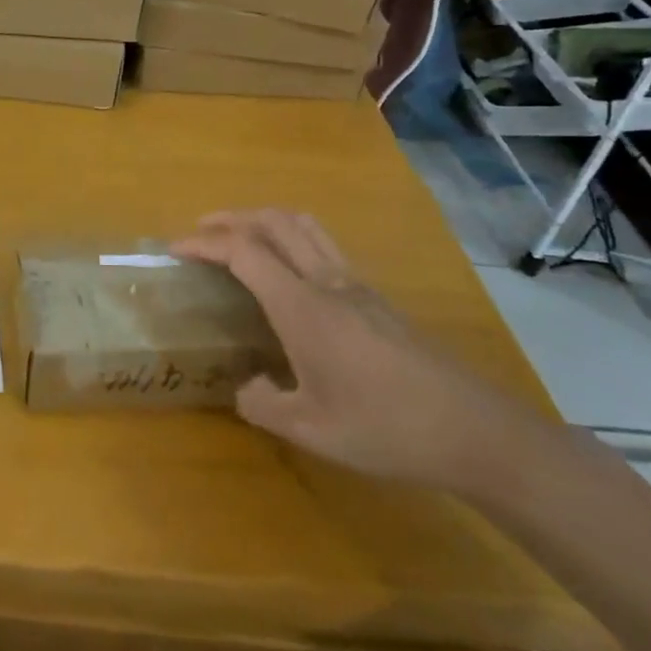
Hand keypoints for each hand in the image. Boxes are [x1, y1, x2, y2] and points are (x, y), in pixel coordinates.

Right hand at [173, 210, 548, 493]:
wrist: (475, 432)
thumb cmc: (385, 428)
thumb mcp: (310, 429)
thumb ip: (262, 403)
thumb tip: (245, 386)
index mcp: (303, 307)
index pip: (244, 251)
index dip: (205, 243)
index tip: (176, 250)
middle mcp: (327, 282)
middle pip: (275, 222)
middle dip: (232, 218)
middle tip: (201, 232)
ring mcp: (357, 286)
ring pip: (305, 226)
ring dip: (265, 221)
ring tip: (240, 239)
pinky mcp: (377, 298)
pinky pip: (324, 247)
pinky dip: (292, 241)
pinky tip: (288, 277)